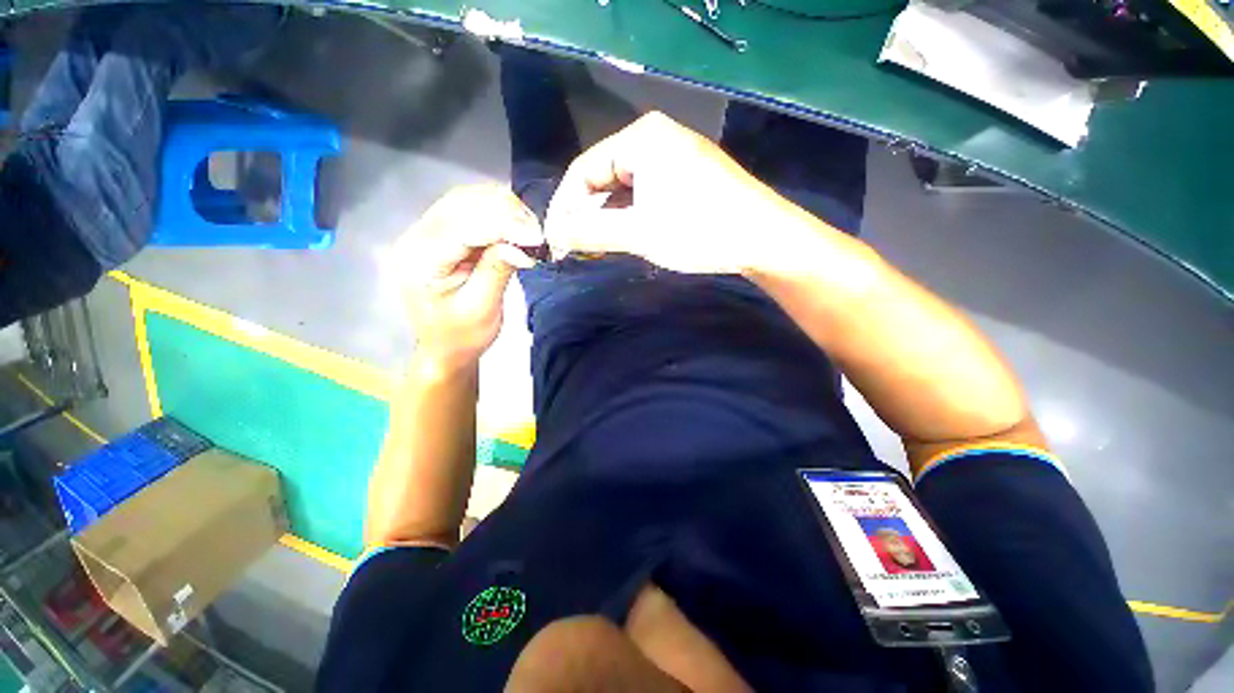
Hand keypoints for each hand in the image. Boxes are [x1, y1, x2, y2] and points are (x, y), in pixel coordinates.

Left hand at [397, 185, 542, 372]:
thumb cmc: (461, 335)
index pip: (463, 227)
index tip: (537, 236)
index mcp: (421, 259)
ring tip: (531, 229)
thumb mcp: (481, 309)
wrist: (445, 347)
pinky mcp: (442, 233)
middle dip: (506, 213)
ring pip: (467, 199)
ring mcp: (427, 231)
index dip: (503, 226)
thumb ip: (497, 271)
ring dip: (503, 208)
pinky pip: (470, 208)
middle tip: (538, 233)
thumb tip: (523, 247)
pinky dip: (497, 211)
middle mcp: (417, 236)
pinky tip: (516, 224)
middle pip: (462, 204)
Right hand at [544, 112, 800, 274]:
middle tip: (578, 247)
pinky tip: (628, 235)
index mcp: (641, 138)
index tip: (556, 240)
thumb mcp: (639, 233)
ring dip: (609, 218)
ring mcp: (675, 155)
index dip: (566, 207)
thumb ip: (591, 231)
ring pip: (625, 187)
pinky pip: (646, 192)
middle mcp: (656, 137)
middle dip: (588, 214)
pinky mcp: (689, 175)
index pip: (584, 170)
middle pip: (604, 177)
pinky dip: (632, 215)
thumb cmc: (699, 230)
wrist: (763, 238)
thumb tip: (554, 233)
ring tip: (600, 246)